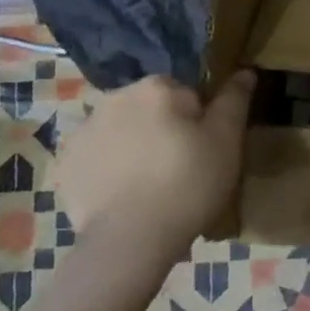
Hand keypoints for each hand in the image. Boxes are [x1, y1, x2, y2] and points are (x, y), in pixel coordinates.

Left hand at [56, 73, 255, 285]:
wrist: (131, 239)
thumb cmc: (189, 183)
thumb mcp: (227, 141)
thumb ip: (235, 100)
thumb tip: (245, 71)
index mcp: (156, 87)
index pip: (185, 93)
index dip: (199, 121)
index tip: (204, 150)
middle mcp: (114, 98)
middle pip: (150, 109)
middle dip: (164, 130)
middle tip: (181, 169)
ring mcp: (83, 130)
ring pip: (121, 131)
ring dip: (135, 147)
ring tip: (151, 187)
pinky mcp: (64, 164)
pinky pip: (95, 157)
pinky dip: (108, 169)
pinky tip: (124, 195)